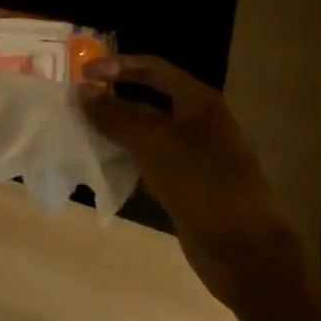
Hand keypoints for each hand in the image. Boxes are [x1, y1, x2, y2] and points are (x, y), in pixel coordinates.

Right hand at [77, 55, 285, 304]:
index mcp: (198, 102)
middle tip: (74, 102)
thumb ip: (116, 116)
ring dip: (114, 131)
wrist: (246, 254)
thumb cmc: (204, 186)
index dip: (117, 65)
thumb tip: (82, 89)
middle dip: (112, 99)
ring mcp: (192, 156)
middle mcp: (196, 122)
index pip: (152, 69)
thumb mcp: (156, 145)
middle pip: (147, 100)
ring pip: (145, 134)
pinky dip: (125, 160)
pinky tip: (99, 165)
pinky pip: (148, 163)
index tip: (83, 72)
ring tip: (78, 131)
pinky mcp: (184, 186)